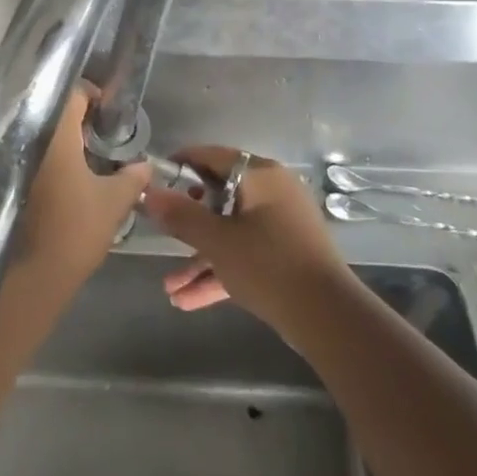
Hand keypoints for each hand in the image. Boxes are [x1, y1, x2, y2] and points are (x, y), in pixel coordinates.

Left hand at [4, 88, 150, 303]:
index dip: (93, 97)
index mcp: (54, 132)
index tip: (108, 114)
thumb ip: (133, 177)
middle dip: (75, 120)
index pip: (73, 93)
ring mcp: (6, 157)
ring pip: (35, 133)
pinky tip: (61, 178)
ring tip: (83, 158)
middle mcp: (24, 136)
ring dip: (57, 140)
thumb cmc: (74, 231)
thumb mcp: (114, 202)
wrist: (26, 277)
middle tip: (99, 137)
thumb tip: (146, 164)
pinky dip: (42, 158)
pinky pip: (22, 154)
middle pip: (51, 112)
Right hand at [140, 147, 351, 334]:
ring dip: (199, 258)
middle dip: (186, 224)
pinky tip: (186, 301)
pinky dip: (220, 272)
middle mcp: (273, 193)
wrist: (328, 318)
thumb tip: (148, 192)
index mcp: (261, 176)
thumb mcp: (217, 241)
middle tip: (161, 233)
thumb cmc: (269, 265)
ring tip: (168, 289)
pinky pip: (244, 255)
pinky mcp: (285, 255)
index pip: (213, 157)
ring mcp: (281, 226)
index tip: (153, 181)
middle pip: (219, 197)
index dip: (180, 166)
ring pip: (230, 233)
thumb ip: (181, 215)